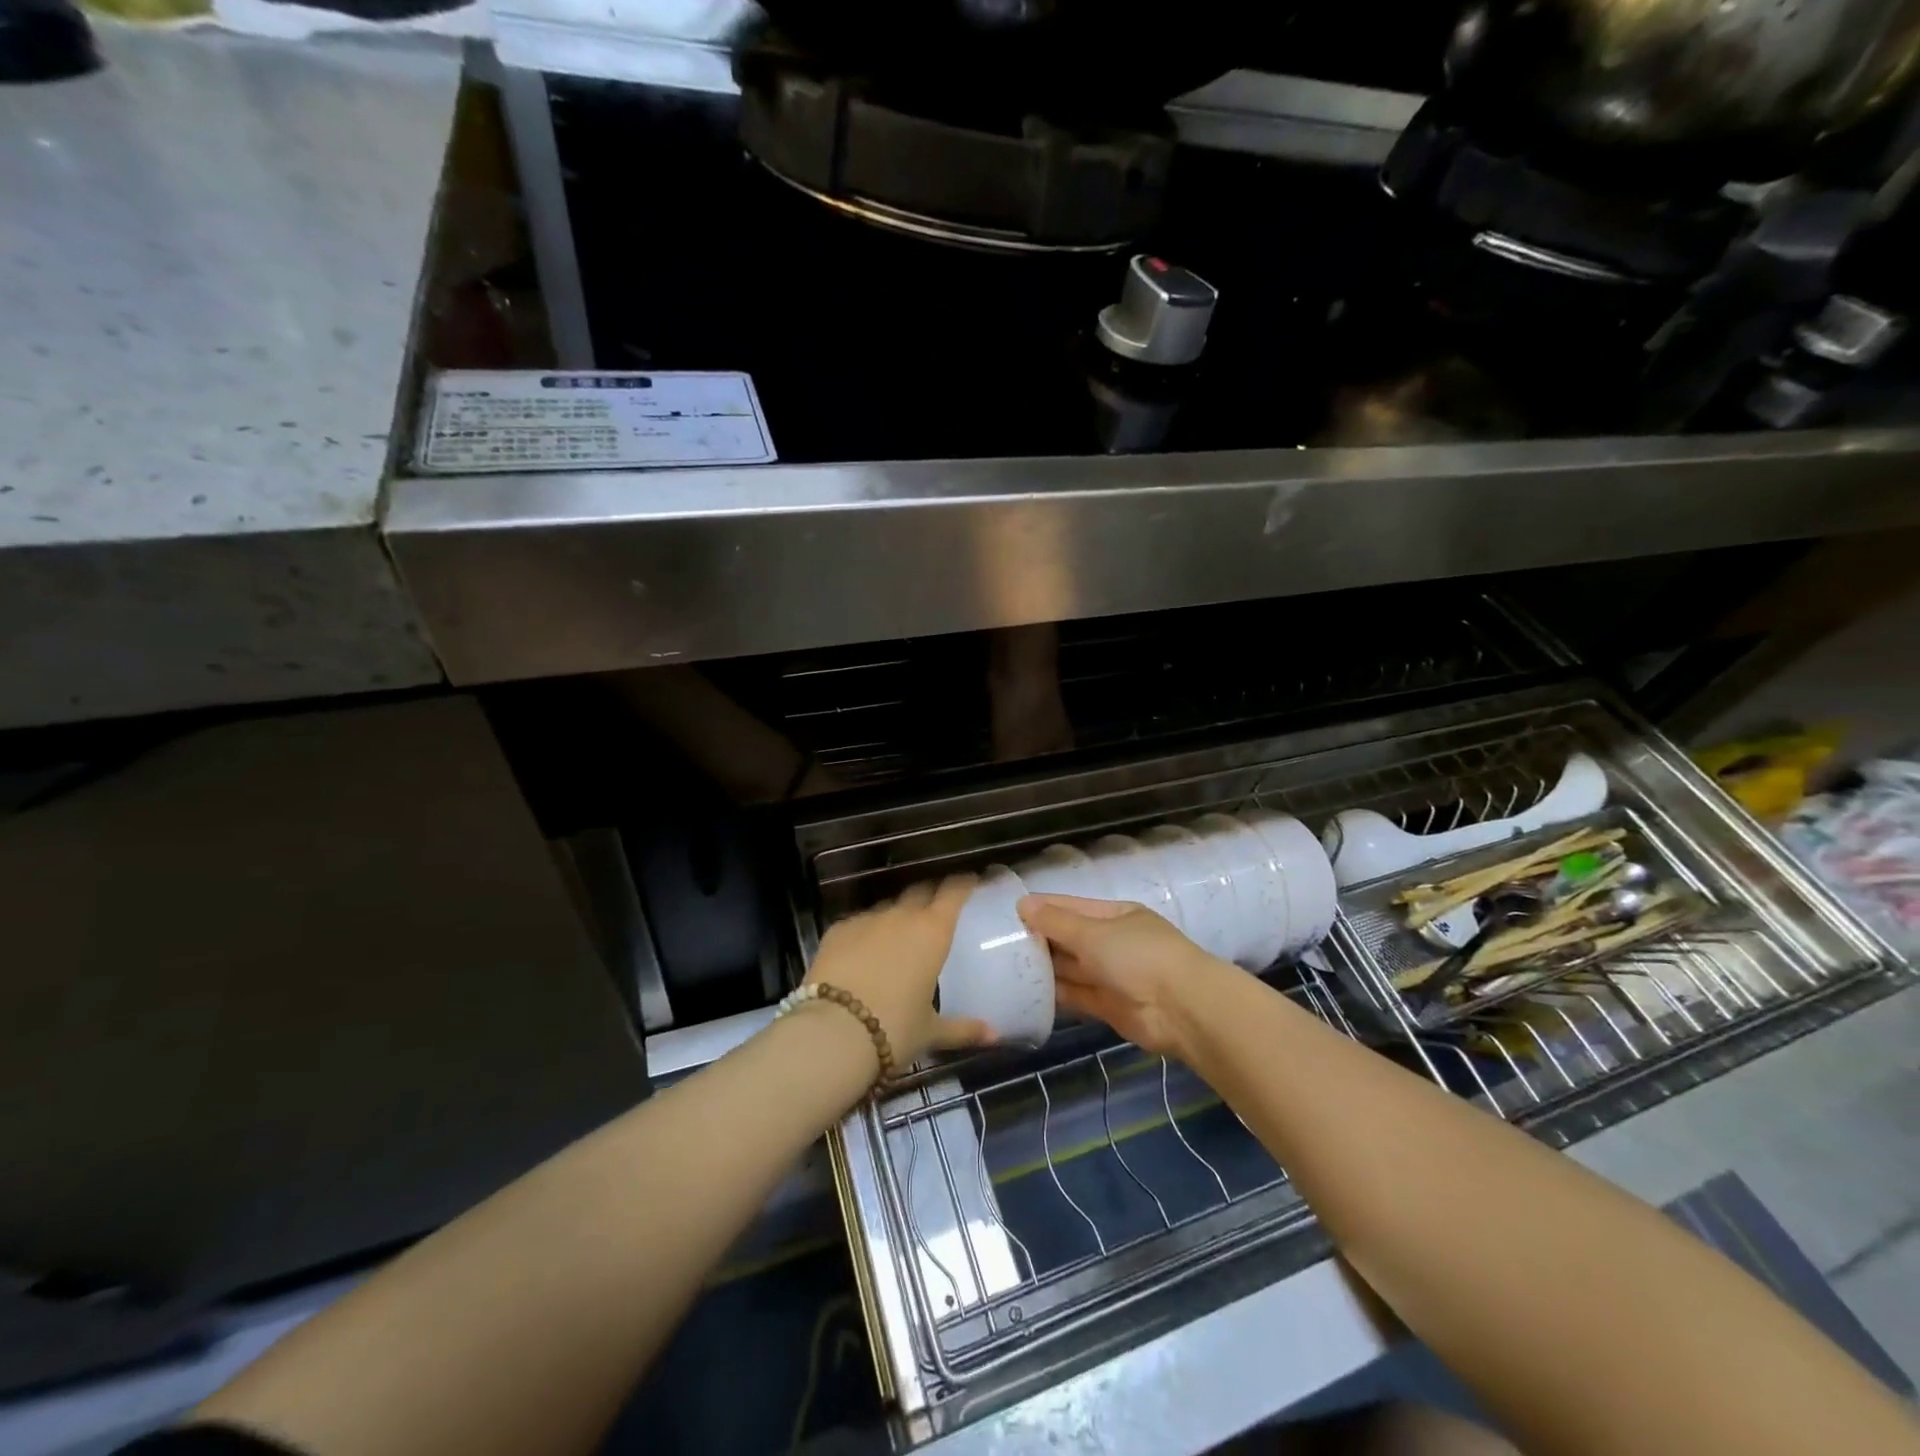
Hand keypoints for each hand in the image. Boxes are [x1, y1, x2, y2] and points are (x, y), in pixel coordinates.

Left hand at [805, 876, 996, 1065]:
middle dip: (930, 896)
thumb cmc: (894, 1029)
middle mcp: (901, 916)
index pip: (953, 892)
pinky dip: (866, 933)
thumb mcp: (931, 1032)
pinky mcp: (837, 930)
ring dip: (897, 917)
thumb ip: (963, 1029)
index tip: (971, 880)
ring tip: (897, 938)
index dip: (963, 883)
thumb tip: (994, 1036)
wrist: (833, 1033)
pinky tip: (862, 953)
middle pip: (920, 891)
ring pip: (888, 908)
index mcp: (933, 932)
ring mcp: (867, 920)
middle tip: (936, 909)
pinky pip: (859, 923)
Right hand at [1017, 894, 1225, 1060]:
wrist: (1182, 1009)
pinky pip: (1076, 995)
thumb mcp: (1094, 932)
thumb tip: (1023, 904)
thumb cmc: (1139, 956)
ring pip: (1071, 967)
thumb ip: (1057, 922)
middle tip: (997, 942)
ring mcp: (1111, 975)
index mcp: (1115, 915)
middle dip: (1040, 938)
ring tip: (1004, 965)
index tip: (1008, 912)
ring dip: (1045, 967)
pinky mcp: (1107, 1006)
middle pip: (1069, 937)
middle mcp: (1112, 942)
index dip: (1042, 908)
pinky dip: (1055, 994)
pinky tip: (1027, 991)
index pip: (1071, 907)